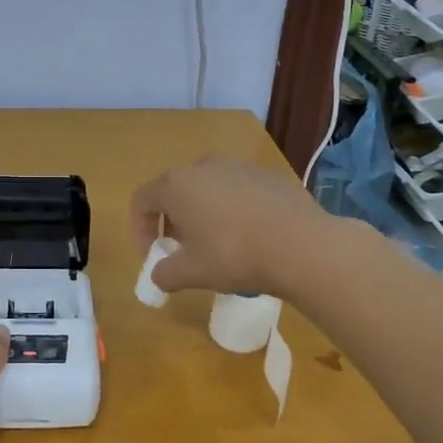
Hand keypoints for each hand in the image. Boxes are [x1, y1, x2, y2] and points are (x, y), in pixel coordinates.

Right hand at [130, 155, 334, 298]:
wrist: (302, 245)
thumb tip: (158, 276)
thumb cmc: (235, 255)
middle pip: (175, 192)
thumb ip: (165, 273)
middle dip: (173, 223)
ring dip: (203, 215)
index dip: (140, 230)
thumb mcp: (192, 273)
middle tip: (183, 252)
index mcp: (177, 185)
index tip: (153, 256)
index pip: (142, 200)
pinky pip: (238, 191)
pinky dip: (233, 211)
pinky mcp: (268, 175)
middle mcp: (204, 166)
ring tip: (218, 246)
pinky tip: (251, 237)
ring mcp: (239, 166)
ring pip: (208, 189)